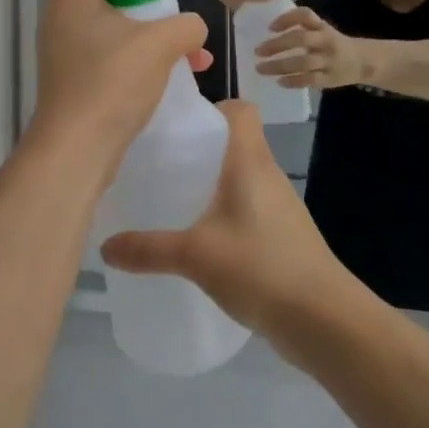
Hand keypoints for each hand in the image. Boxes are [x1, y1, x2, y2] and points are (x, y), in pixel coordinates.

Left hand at [27, 0, 210, 179]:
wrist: (76, 149)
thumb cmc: (112, 81)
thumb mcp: (160, 43)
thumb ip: (186, 24)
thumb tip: (192, 29)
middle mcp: (63, 15)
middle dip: (151, 1)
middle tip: (177, 13)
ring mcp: (66, 49)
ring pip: (116, 27)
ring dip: (154, 35)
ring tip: (193, 53)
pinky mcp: (74, 78)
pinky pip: (111, 55)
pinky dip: (141, 59)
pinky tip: (175, 76)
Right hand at [100, 102, 347, 336]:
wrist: (324, 320)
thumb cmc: (261, 267)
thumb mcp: (195, 256)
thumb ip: (148, 249)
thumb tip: (104, 247)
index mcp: (250, 161)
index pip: (241, 109)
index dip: (213, 107)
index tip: (178, 126)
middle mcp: (267, 174)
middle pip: (236, 141)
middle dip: (200, 147)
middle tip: (162, 162)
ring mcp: (279, 206)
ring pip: (241, 176)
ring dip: (212, 182)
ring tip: (174, 198)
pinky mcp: (283, 235)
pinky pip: (248, 207)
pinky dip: (225, 211)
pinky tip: (201, 237)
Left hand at [255, 7, 366, 89]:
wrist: (363, 62)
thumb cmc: (332, 43)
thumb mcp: (321, 29)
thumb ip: (300, 27)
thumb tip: (268, 28)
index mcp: (322, 26)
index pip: (305, 15)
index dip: (287, 19)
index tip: (270, 27)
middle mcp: (326, 41)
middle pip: (301, 39)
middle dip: (277, 44)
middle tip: (257, 51)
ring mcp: (329, 60)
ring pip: (303, 62)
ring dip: (279, 65)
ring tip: (261, 68)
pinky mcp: (330, 79)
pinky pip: (309, 80)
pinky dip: (293, 81)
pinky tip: (279, 81)